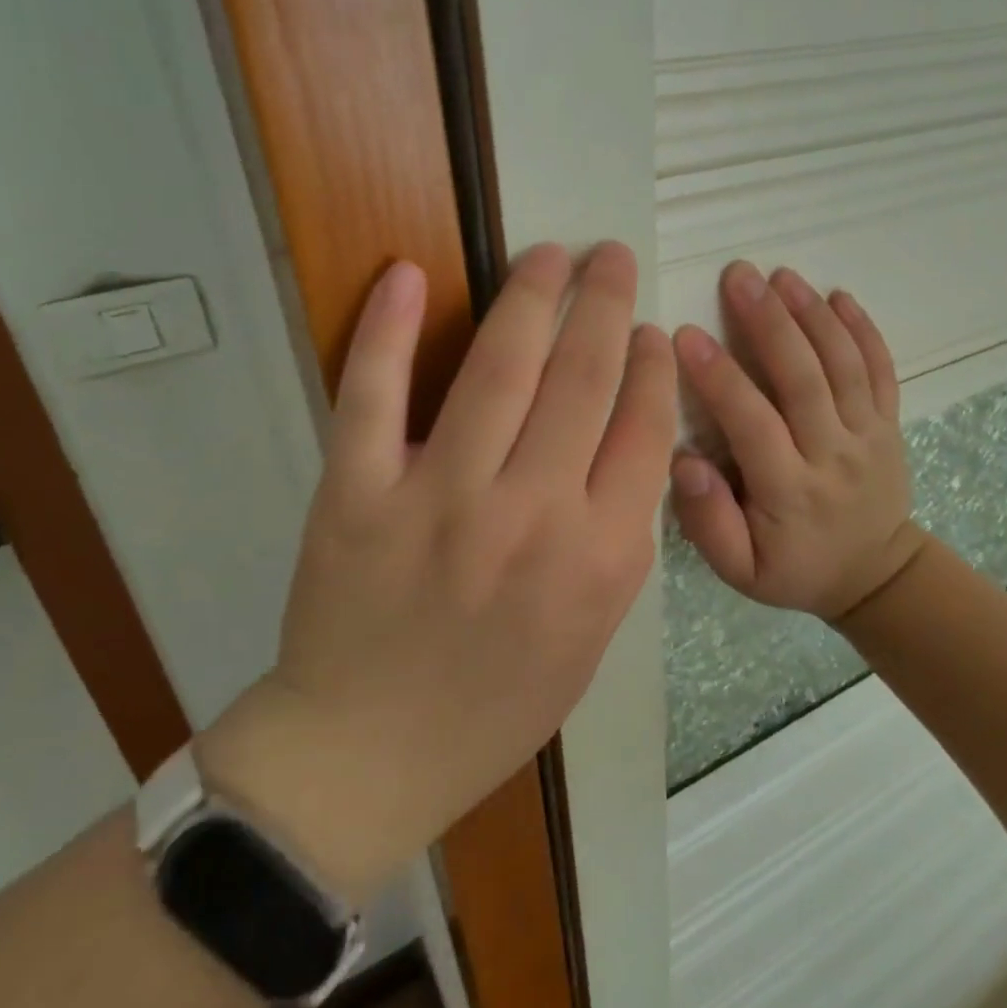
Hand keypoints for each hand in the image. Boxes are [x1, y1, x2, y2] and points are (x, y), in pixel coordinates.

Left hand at [203, 242, 675, 904]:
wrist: (372, 752)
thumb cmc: (498, 702)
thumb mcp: (595, 633)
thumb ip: (621, 538)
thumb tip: (629, 442)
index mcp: (599, 557)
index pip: (643, 428)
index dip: (650, 365)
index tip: (649, 329)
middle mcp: (531, 515)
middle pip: (582, 380)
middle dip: (604, 305)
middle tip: (610, 255)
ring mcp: (439, 500)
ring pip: (497, 370)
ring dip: (529, 297)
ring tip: (548, 255)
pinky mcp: (356, 496)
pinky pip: (373, 397)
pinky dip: (386, 331)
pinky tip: (406, 274)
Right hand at [671, 262, 925, 622]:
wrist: (875, 575)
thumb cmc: (795, 569)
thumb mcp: (740, 571)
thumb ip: (708, 522)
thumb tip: (684, 462)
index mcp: (790, 491)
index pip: (753, 423)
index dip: (720, 378)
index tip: (685, 334)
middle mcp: (832, 455)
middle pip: (803, 379)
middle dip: (769, 322)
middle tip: (738, 275)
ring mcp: (868, 435)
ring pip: (843, 366)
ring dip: (813, 315)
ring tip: (781, 274)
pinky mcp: (889, 423)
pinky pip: (881, 370)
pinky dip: (863, 329)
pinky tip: (838, 295)